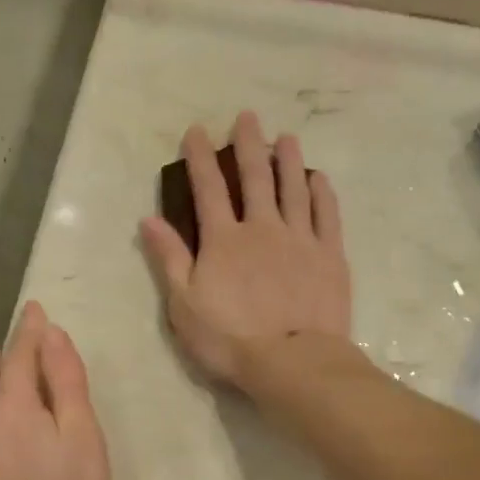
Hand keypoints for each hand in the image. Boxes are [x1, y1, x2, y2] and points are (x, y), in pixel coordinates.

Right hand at [140, 112, 352, 386]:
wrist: (292, 361)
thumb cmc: (230, 339)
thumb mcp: (184, 305)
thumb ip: (170, 259)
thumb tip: (149, 220)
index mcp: (224, 240)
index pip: (207, 189)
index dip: (200, 158)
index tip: (197, 131)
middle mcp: (262, 228)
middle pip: (254, 178)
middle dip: (248, 145)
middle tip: (247, 118)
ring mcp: (300, 239)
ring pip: (293, 189)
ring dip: (288, 160)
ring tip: (286, 137)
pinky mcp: (330, 255)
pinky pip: (327, 215)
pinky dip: (322, 193)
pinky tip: (318, 178)